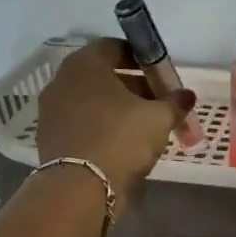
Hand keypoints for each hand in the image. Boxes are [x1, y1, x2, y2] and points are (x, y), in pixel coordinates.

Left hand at [36, 39, 194, 198]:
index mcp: (86, 64)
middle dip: (131, 85)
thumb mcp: (159, 117)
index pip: (115, 47)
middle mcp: (62, 80)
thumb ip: (175, 102)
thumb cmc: (121, 138)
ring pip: (90, 100)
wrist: (79, 189)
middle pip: (102, 74)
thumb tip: (187, 95)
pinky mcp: (48, 137)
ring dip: (115, 107)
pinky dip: (99, 126)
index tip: (159, 76)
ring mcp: (51, 110)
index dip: (141, 59)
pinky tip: (119, 144)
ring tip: (141, 126)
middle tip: (155, 102)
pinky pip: (80, 122)